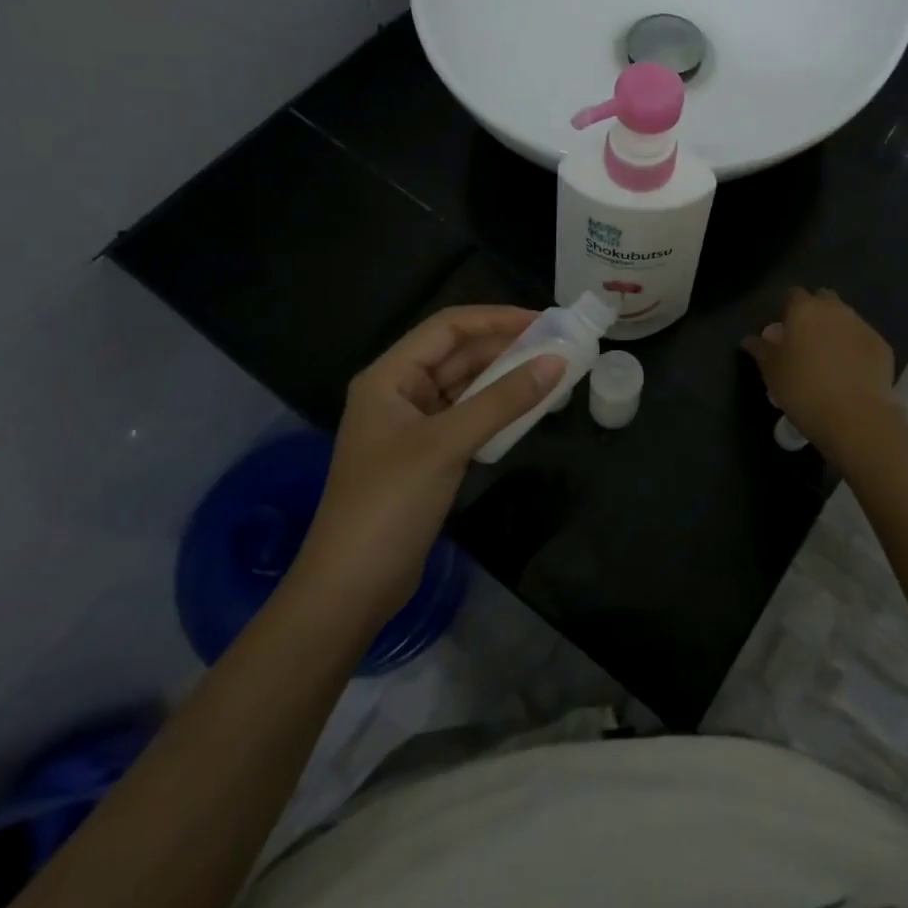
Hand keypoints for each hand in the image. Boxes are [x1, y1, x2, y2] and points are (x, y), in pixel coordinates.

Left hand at [295, 306, 565, 624]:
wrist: (351, 589)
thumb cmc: (389, 503)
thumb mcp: (447, 444)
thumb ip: (503, 400)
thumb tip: (556, 363)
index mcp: (389, 376)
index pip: (448, 328)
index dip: (496, 318)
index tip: (543, 321)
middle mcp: (399, 392)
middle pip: (457, 354)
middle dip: (505, 347)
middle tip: (556, 346)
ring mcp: (412, 425)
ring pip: (465, 386)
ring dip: (504, 378)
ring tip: (550, 372)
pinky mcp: (426, 455)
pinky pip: (466, 416)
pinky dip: (496, 409)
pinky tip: (527, 409)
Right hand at [743, 287, 895, 451]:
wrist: (855, 416)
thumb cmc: (803, 389)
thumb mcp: (772, 372)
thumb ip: (761, 350)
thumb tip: (750, 339)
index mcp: (804, 310)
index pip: (793, 294)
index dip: (788, 309)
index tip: (784, 330)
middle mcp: (835, 309)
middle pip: (823, 299)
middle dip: (816, 313)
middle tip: (806, 341)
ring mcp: (862, 325)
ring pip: (846, 318)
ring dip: (837, 330)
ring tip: (830, 359)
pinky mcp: (882, 345)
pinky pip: (863, 339)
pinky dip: (856, 349)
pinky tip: (851, 372)